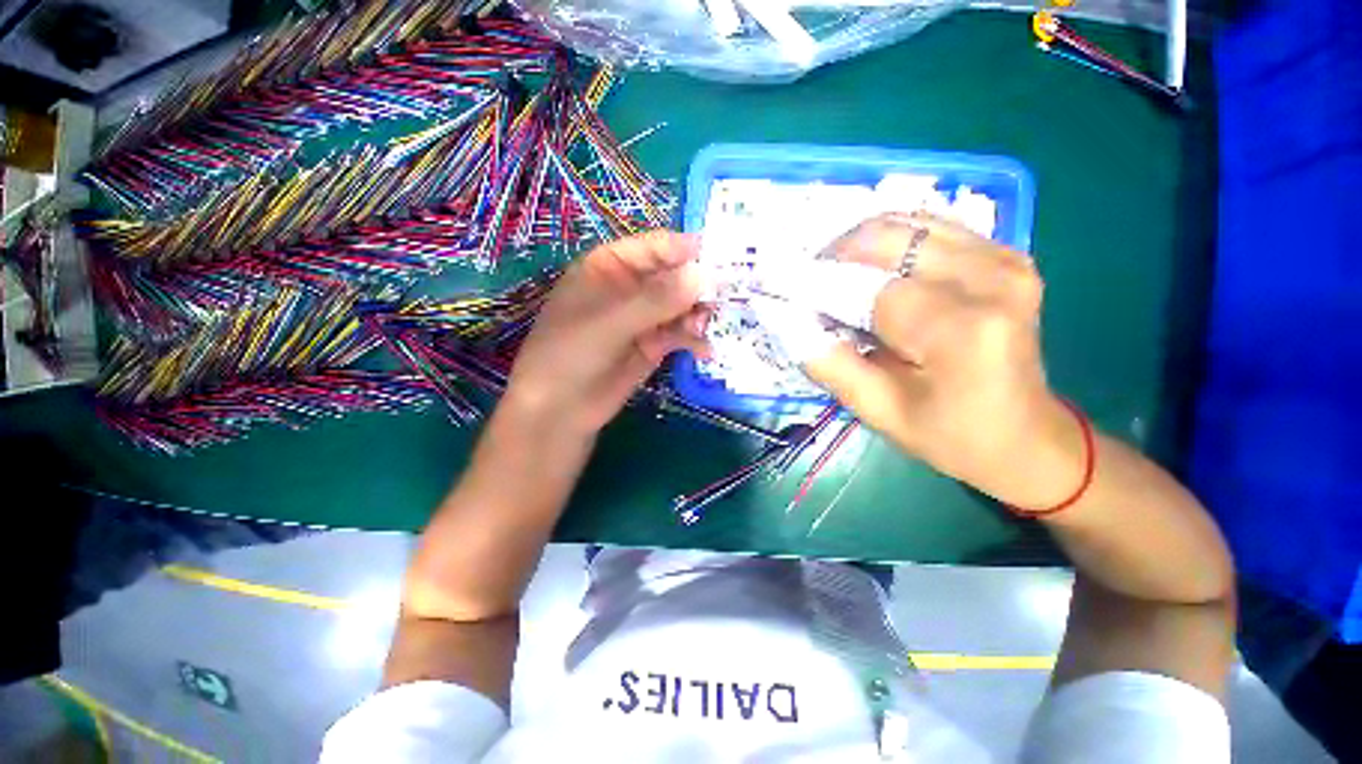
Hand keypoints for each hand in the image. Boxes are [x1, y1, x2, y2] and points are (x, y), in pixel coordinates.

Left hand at [504, 230, 708, 435]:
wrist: (560, 411)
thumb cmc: (571, 354)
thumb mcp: (610, 323)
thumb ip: (656, 299)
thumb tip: (705, 275)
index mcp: (612, 266)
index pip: (657, 247)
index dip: (688, 251)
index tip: (723, 261)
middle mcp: (631, 287)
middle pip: (675, 276)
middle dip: (699, 286)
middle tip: (724, 300)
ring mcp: (644, 317)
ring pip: (681, 306)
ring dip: (698, 314)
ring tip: (705, 329)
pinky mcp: (654, 344)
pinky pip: (681, 333)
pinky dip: (694, 339)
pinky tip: (705, 350)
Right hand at [805, 212, 1083, 507]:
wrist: (1027, 437)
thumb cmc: (951, 435)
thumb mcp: (877, 411)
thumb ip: (826, 361)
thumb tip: (784, 317)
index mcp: (960, 330)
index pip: (866, 288)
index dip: (814, 284)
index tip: (774, 286)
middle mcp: (990, 278)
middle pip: (887, 238)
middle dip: (832, 254)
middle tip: (803, 282)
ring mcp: (1004, 259)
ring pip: (907, 222)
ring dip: (858, 244)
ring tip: (833, 275)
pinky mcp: (1006, 255)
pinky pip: (932, 227)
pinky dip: (891, 240)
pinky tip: (872, 268)